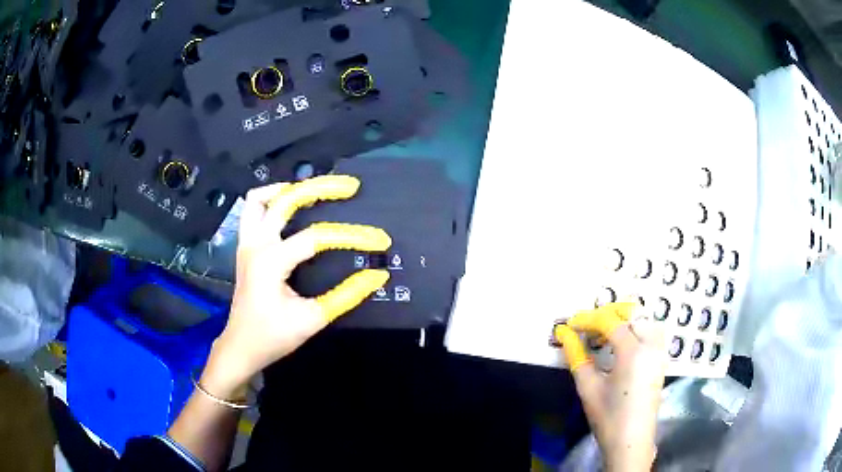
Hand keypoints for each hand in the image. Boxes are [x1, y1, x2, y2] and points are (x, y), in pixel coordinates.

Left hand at [202, 176, 391, 399]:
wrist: (241, 347)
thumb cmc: (273, 336)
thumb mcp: (313, 319)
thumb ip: (346, 295)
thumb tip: (377, 275)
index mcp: (271, 261)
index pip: (316, 238)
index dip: (351, 236)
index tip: (380, 241)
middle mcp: (256, 244)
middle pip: (286, 200)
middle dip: (320, 187)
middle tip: (349, 186)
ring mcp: (246, 243)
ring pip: (260, 199)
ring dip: (287, 190)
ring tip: (314, 191)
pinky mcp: (245, 248)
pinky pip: (253, 211)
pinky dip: (271, 201)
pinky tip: (290, 208)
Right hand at [554, 302, 665, 471]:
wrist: (631, 441)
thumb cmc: (608, 417)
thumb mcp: (588, 387)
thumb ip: (577, 356)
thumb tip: (564, 334)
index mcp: (633, 353)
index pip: (610, 322)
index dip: (588, 319)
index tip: (570, 324)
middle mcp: (651, 346)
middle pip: (633, 313)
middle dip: (608, 313)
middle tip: (587, 326)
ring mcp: (660, 352)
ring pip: (646, 319)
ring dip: (625, 319)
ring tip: (604, 332)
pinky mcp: (662, 360)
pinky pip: (652, 331)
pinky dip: (637, 328)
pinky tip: (622, 343)